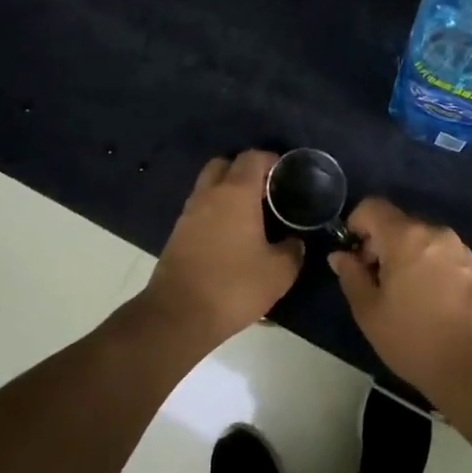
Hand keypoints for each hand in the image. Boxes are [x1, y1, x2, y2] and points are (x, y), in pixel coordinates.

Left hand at [142, 151, 303, 349]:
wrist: (179, 315)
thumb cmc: (234, 285)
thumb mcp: (278, 273)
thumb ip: (292, 250)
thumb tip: (294, 241)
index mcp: (236, 192)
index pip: (253, 157)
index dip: (271, 160)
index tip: (286, 175)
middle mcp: (210, 193)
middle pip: (225, 164)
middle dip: (244, 170)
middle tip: (264, 191)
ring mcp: (189, 212)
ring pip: (208, 186)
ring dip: (226, 191)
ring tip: (249, 214)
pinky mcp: (177, 233)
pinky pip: (199, 208)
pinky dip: (214, 211)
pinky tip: (229, 235)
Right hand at [329, 198, 471, 406]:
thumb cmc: (415, 340)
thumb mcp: (370, 313)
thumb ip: (351, 276)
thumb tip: (341, 255)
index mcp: (405, 236)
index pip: (372, 206)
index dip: (356, 225)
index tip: (354, 258)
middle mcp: (434, 232)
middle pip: (397, 222)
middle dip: (380, 245)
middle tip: (375, 283)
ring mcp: (458, 247)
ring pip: (420, 239)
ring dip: (404, 255)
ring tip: (403, 296)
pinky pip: (440, 253)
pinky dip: (427, 265)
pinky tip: (429, 301)